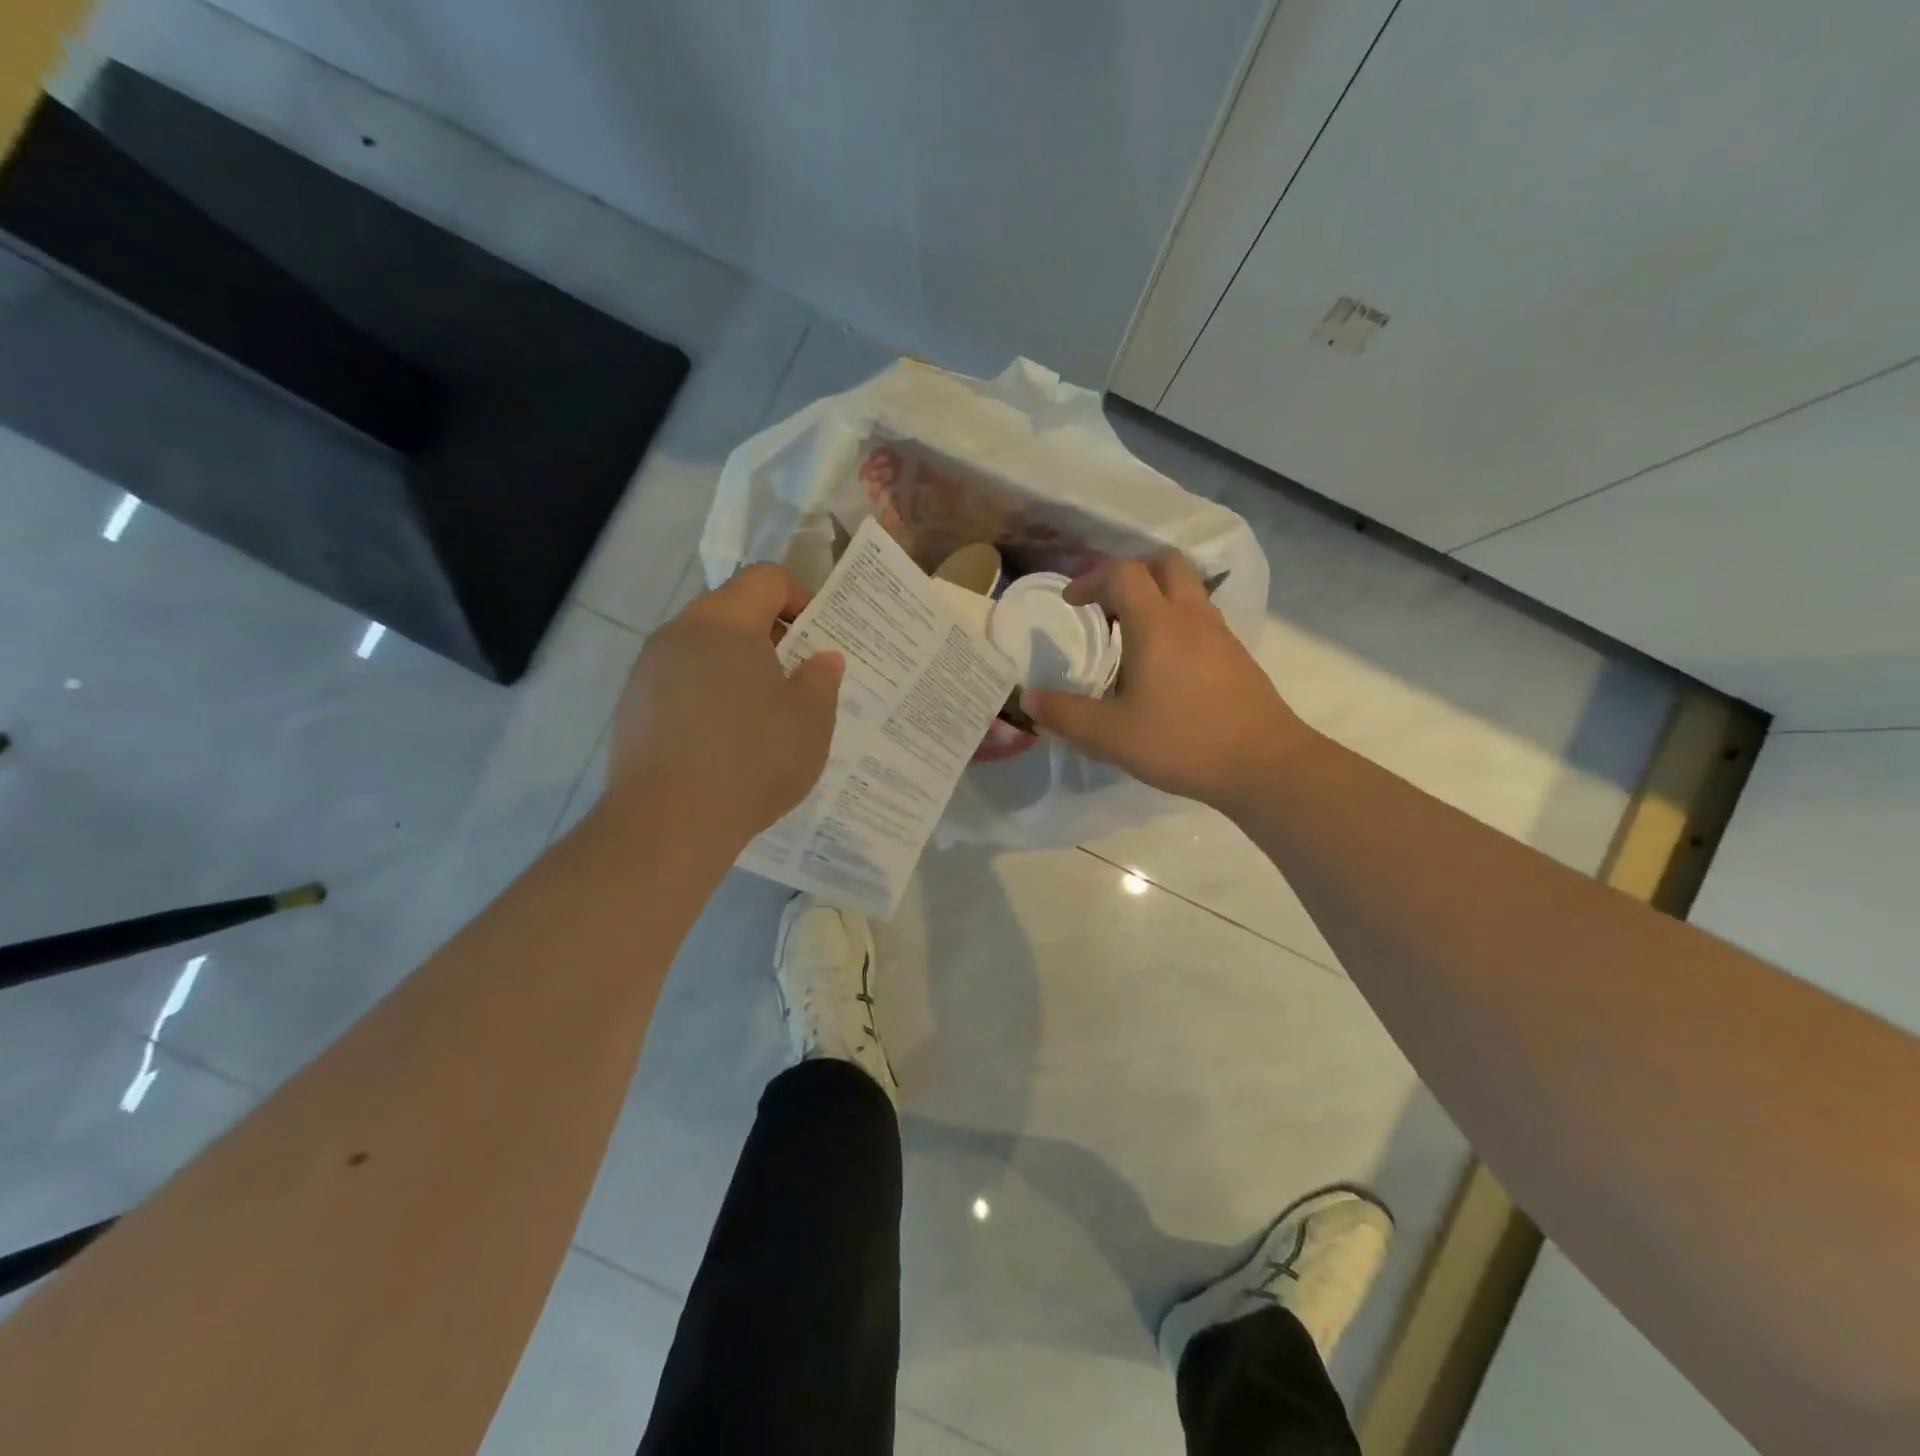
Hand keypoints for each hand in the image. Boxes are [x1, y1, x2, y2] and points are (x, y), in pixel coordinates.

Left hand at [602, 564, 843, 847]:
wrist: (668, 823)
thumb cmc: (752, 760)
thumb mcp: (811, 721)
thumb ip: (822, 679)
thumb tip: (822, 658)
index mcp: (726, 622)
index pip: (766, 578)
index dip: (800, 596)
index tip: (818, 636)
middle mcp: (679, 632)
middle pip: (731, 609)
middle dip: (770, 634)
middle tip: (796, 676)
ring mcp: (649, 669)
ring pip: (703, 647)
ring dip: (737, 665)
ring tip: (761, 713)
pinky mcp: (632, 705)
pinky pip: (680, 681)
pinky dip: (707, 693)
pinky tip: (723, 740)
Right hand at [1021, 553, 1313, 812]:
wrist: (1263, 764)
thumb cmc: (1182, 742)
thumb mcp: (1110, 736)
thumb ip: (1065, 714)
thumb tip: (1029, 698)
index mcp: (1156, 624)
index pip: (1123, 573)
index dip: (1091, 579)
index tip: (1072, 603)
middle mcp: (1190, 616)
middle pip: (1164, 564)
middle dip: (1131, 574)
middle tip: (1107, 606)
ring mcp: (1220, 634)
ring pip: (1188, 590)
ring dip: (1157, 598)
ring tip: (1132, 638)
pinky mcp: (1237, 656)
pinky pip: (1202, 618)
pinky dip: (1178, 622)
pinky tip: (1166, 667)